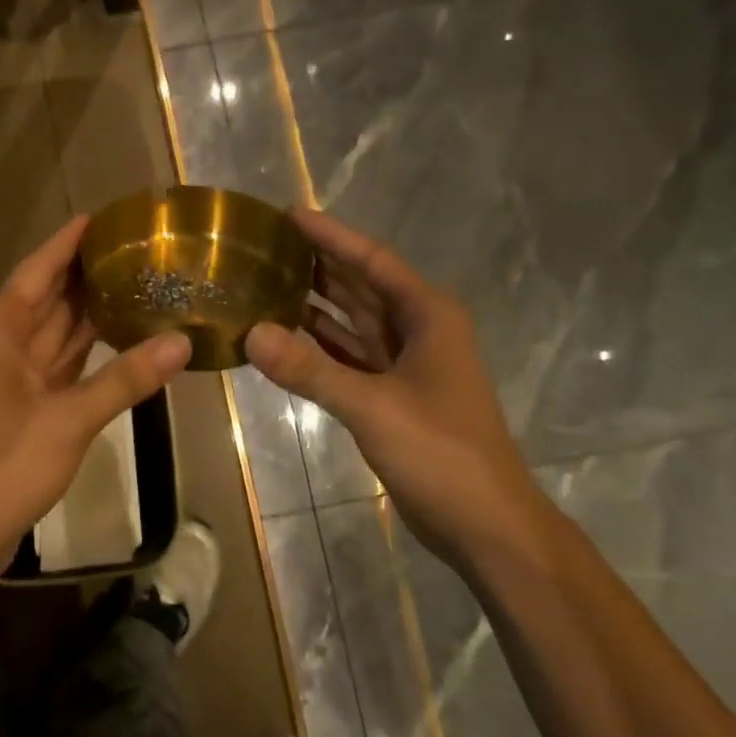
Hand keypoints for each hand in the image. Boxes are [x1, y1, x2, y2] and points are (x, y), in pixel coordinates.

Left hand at [0, 216, 191, 594]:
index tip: (110, 214)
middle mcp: (1, 342)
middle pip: (49, 295)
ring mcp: (10, 376)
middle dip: (89, 273)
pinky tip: (123, 342)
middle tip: (142, 249)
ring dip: (91, 312)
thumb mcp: (69, 418)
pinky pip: (59, 365)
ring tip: (141, 285)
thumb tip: (181, 342)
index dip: (72, 240)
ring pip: (56, 331)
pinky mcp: (22, 407)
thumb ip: (125, 379)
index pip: (40, 267)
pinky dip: (87, 353)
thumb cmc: (1, 463)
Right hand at [246, 209, 546, 566]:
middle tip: (264, 245)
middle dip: (318, 264)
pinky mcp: (391, 395)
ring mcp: (404, 365)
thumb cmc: (440, 452)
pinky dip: (317, 347)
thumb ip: (310, 369)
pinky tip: (282, 338)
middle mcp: (417, 331)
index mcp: (428, 316)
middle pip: (361, 286)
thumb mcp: (373, 406)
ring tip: (263, 282)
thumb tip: (251, 332)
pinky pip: (347, 357)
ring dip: (314, 304)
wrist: (484, 523)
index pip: (372, 261)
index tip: (289, 213)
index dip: (331, 236)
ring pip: (352, 322)